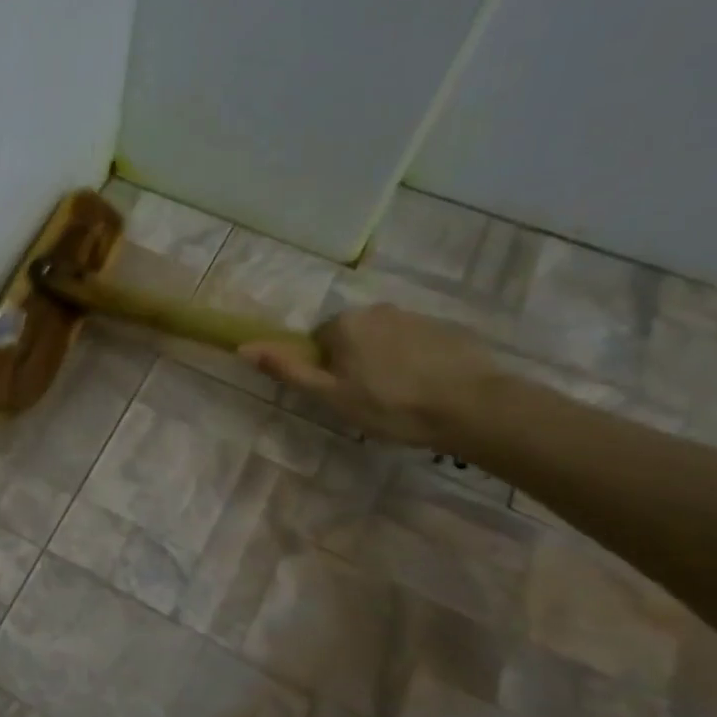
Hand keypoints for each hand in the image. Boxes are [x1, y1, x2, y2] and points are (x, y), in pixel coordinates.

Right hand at [240, 303, 496, 447]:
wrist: (472, 407)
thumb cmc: (390, 405)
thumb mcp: (330, 395)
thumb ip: (287, 370)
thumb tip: (243, 347)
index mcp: (344, 323)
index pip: (319, 342)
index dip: (326, 371)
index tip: (343, 396)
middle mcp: (377, 309)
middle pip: (352, 337)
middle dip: (355, 363)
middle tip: (370, 400)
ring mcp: (416, 316)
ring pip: (385, 340)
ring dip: (386, 362)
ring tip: (402, 397)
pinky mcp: (447, 329)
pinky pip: (417, 344)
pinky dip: (416, 362)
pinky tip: (428, 389)